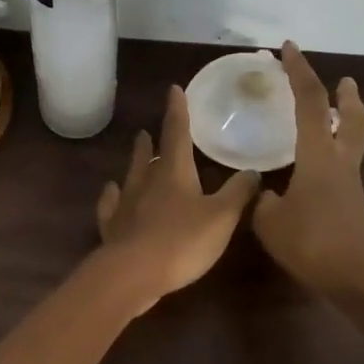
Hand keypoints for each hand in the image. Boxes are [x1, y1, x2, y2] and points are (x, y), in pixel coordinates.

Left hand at [95, 85, 260, 312]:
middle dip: (152, 140)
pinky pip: (111, 205)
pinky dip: (112, 196)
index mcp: (174, 172)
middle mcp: (146, 181)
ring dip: (135, 162)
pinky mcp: (113, 228)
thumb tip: (253, 172)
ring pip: (130, 176)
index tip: (174, 90)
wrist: (133, 273)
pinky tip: (111, 192)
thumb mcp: (222, 217)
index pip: (177, 132)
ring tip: (136, 151)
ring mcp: (126, 204)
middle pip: (149, 154)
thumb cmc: (183, 241)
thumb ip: (238, 193)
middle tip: (147, 130)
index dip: (178, 111)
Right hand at [251, 42, 363, 295]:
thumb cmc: (313, 243)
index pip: (308, 101)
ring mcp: (350, 184)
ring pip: (352, 142)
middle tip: (346, 82)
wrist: (359, 278)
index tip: (288, 49)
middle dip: (346, 97)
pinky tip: (313, 171)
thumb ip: (263, 201)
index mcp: (318, 155)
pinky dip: (333, 155)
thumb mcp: (270, 222)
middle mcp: (340, 162)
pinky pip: (343, 167)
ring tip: (331, 119)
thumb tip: (267, 194)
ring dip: (345, 124)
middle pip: (351, 119)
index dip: (299, 71)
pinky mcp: (352, 205)